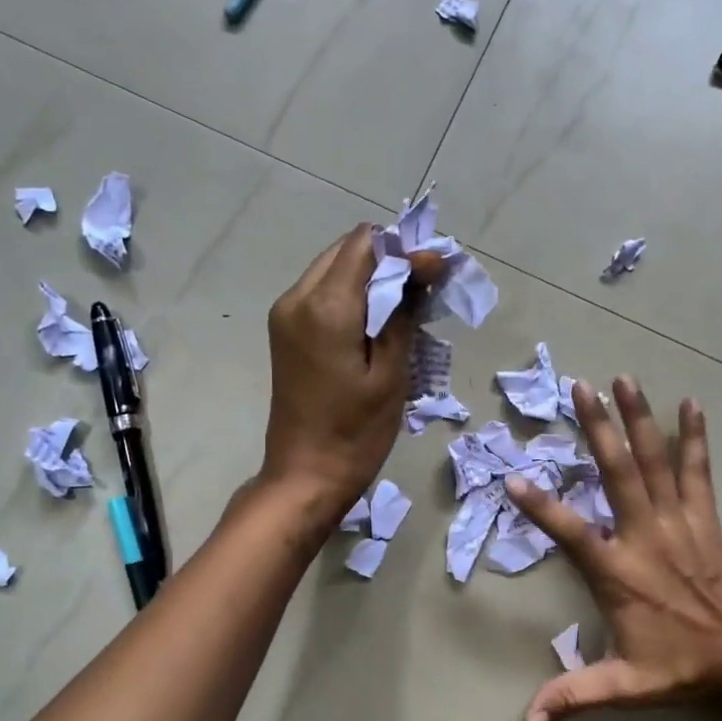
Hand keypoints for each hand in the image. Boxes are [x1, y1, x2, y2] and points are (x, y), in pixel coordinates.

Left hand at [259, 224, 439, 523]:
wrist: (306, 476)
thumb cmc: (356, 433)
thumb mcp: (391, 374)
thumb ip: (403, 312)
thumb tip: (423, 266)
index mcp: (325, 306)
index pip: (366, 245)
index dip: (405, 250)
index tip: (437, 272)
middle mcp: (297, 298)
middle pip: (346, 251)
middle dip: (388, 259)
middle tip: (425, 287)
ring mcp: (286, 314)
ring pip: (333, 269)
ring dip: (370, 277)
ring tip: (405, 305)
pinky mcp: (285, 332)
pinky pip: (321, 294)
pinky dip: (351, 295)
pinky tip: (377, 321)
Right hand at [504, 377, 721, 720]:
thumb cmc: (684, 665)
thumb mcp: (625, 684)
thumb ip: (574, 696)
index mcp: (618, 571)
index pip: (570, 532)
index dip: (542, 506)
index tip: (515, 476)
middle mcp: (645, 535)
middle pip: (618, 473)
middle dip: (598, 428)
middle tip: (580, 387)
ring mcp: (679, 521)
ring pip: (655, 461)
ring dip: (639, 418)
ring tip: (624, 379)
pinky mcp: (706, 518)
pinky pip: (698, 470)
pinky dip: (694, 437)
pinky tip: (691, 404)